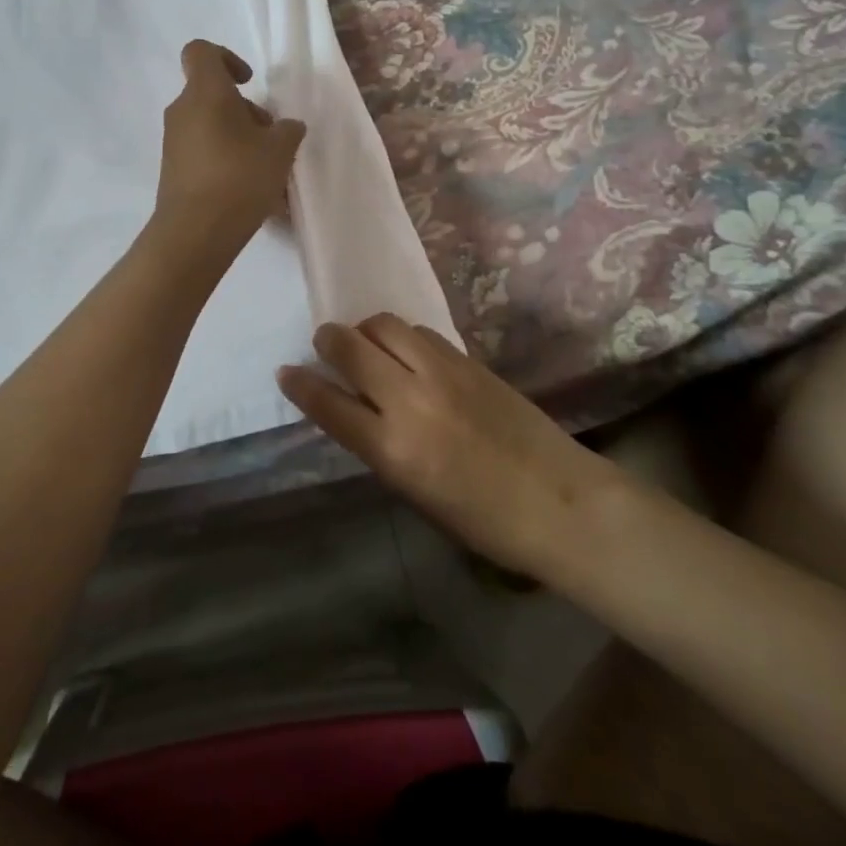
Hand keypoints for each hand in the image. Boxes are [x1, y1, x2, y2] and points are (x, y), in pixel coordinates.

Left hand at [151, 40, 306, 249]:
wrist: (194, 233)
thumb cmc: (238, 178)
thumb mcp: (279, 150)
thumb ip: (287, 130)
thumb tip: (286, 127)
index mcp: (204, 92)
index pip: (201, 51)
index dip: (227, 58)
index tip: (249, 82)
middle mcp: (182, 111)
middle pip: (213, 94)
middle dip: (245, 110)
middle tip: (271, 139)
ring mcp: (174, 142)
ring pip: (210, 125)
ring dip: (239, 137)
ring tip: (266, 170)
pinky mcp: (173, 170)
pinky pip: (204, 152)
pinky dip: (225, 160)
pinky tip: (250, 189)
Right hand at [278, 315, 624, 581]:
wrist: (560, 501)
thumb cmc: (484, 520)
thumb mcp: (416, 494)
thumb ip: (379, 447)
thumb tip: (354, 410)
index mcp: (393, 449)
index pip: (329, 404)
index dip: (301, 385)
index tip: (286, 372)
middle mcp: (410, 401)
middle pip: (350, 348)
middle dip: (329, 341)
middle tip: (326, 344)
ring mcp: (441, 373)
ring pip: (384, 326)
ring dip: (365, 331)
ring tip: (368, 345)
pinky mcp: (467, 359)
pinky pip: (419, 332)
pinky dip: (401, 336)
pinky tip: (407, 351)